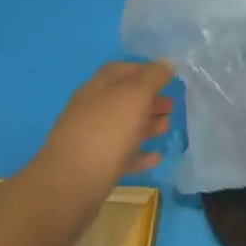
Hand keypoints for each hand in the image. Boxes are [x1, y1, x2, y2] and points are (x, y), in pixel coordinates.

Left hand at [36, 61, 173, 191]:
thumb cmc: (107, 130)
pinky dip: (140, 153)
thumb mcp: (136, 94)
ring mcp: (93, 138)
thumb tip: (167, 63)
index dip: (146, 70)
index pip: (123, 69)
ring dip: (147, 125)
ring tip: (167, 127)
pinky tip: (156, 157)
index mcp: (100, 86)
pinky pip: (123, 155)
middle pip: (126, 98)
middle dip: (150, 100)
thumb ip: (153, 76)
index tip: (169, 78)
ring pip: (125, 126)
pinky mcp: (96, 166)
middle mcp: (94, 108)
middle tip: (172, 106)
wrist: (72, 182)